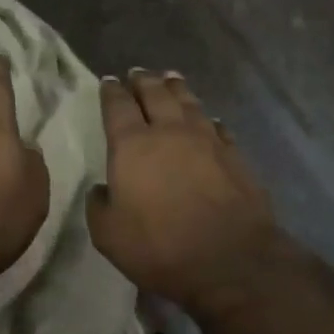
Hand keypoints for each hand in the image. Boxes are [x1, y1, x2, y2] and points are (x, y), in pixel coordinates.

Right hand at [89, 70, 281, 315]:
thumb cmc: (160, 246)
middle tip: (138, 73)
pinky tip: (209, 119)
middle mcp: (169, 131)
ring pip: (188, 102)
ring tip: (170, 78)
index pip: (118, 106)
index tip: (109, 81)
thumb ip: (99, 206)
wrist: (229, 260)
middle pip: (155, 94)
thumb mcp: (109, 235)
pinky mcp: (233, 155)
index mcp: (132, 145)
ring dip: (176, 88)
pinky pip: (217, 127)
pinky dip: (208, 119)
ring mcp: (205, 140)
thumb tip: (103, 190)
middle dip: (143, 81)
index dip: (112, 91)